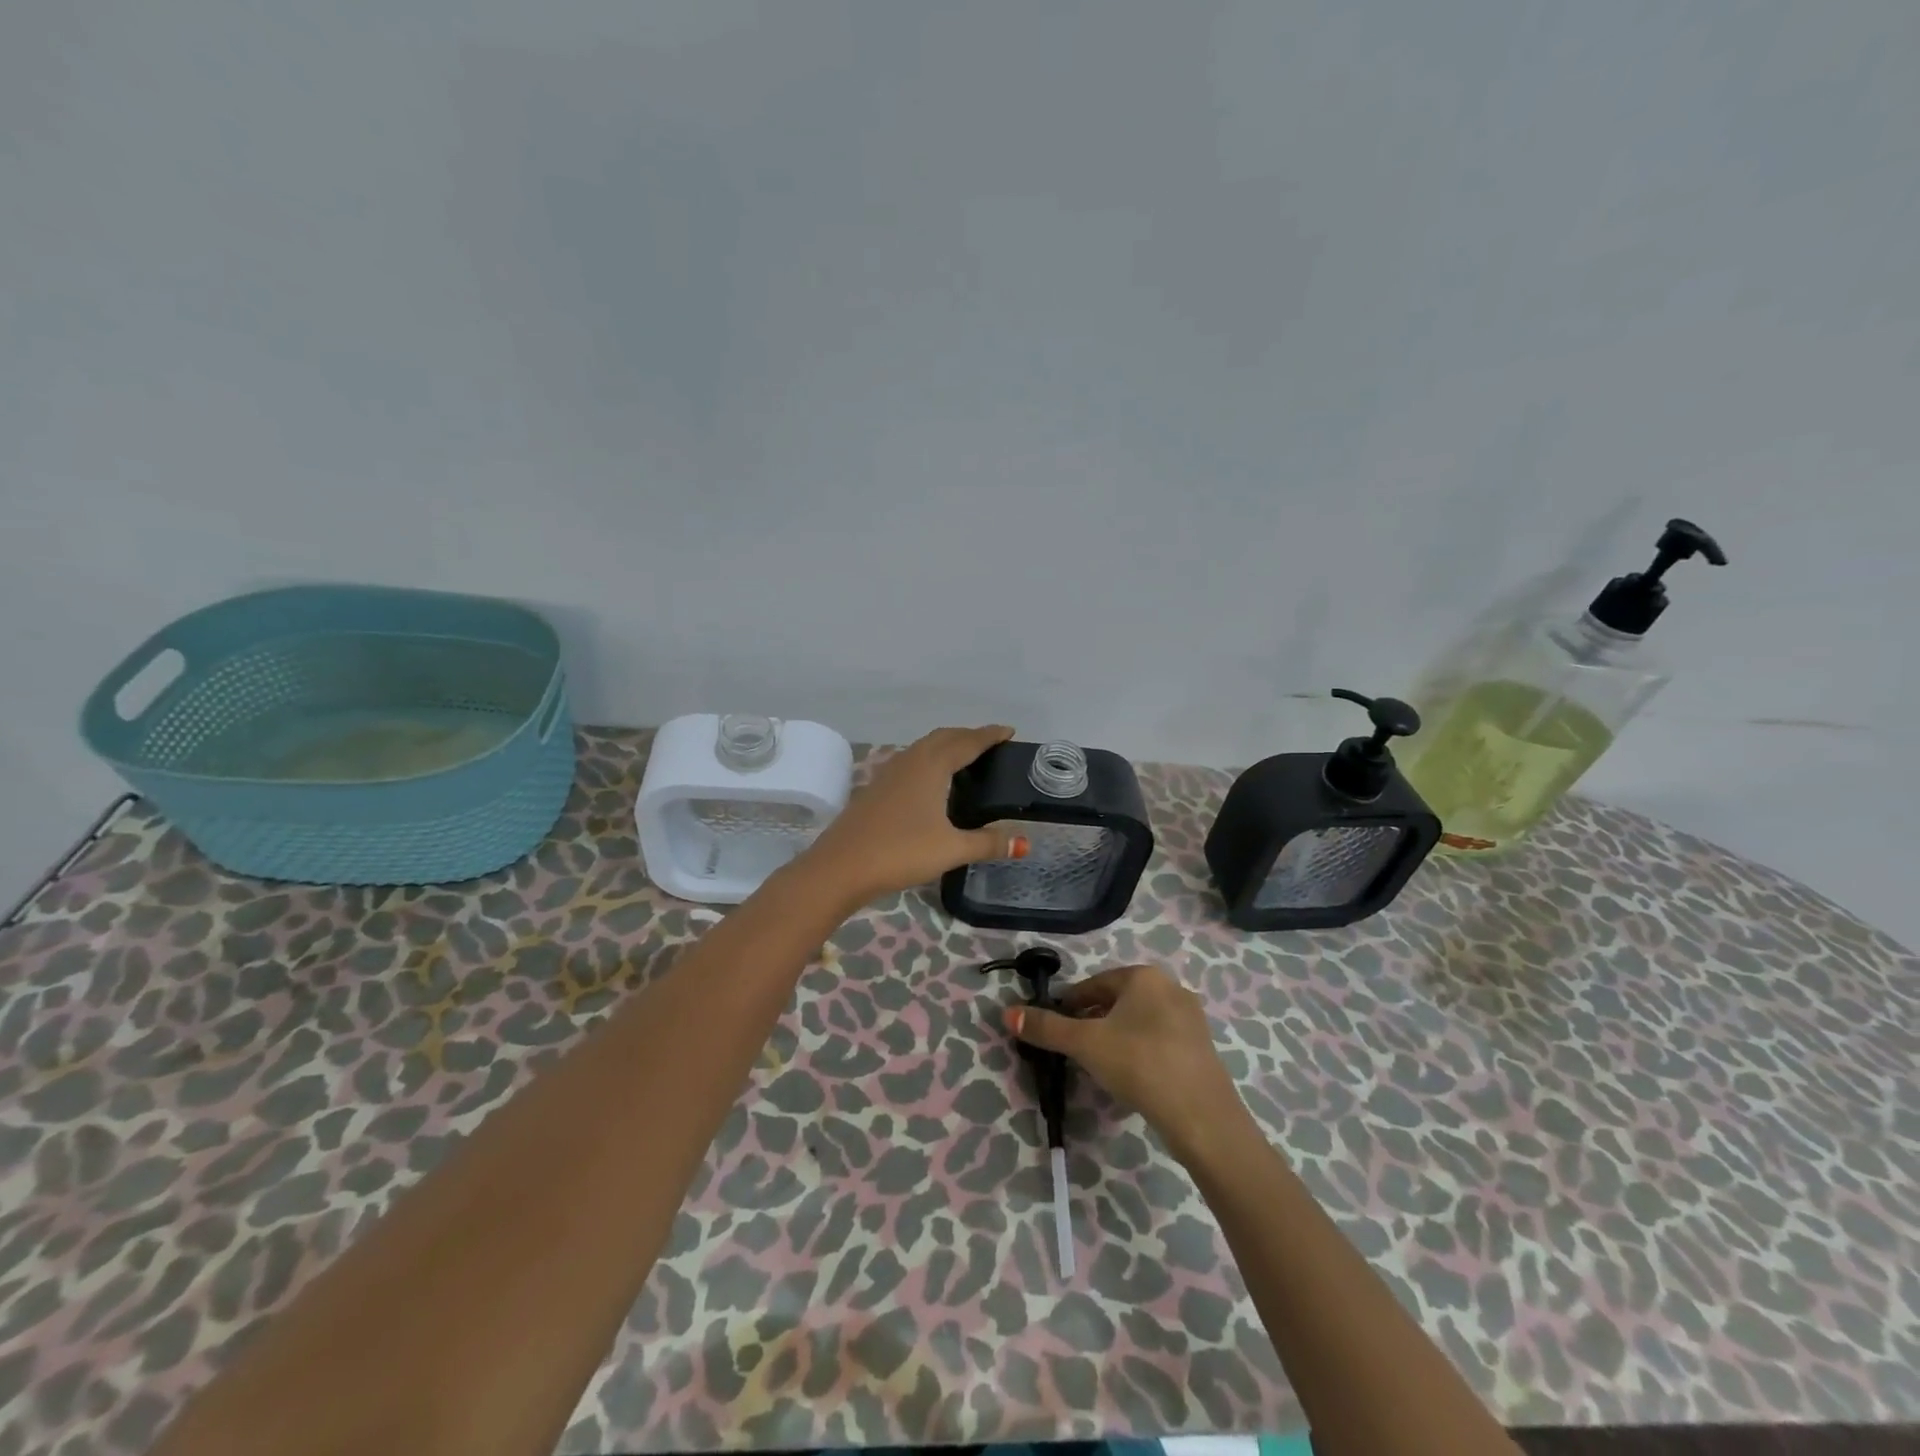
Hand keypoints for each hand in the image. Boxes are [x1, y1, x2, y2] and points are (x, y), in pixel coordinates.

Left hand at [804, 725, 1021, 904]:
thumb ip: (988, 843)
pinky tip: (931, 783)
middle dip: (968, 736)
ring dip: (946, 746)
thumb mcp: (951, 849)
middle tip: (991, 745)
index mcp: (932, 766)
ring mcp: (889, 773)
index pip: (967, 742)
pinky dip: (929, 761)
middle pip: (944, 738)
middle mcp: (910, 761)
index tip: (1009, 731)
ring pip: (923, 748)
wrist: (841, 867)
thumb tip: (1024, 842)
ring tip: (965, 760)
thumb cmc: (901, 852)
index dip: (989, 735)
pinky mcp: (876, 789)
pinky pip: (910, 762)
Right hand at [1006, 963, 1247, 1163]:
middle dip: (1092, 1021)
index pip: (1094, 984)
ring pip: (1138, 1021)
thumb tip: (1007, 1013)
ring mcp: (1191, 1019)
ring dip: (1115, 1037)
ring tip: (1097, 1064)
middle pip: (1117, 1001)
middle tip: (1072, 1048)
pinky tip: (1130, 1078)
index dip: (1069, 1005)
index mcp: (1144, 976)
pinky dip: (1139, 1052)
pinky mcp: (1201, 1049)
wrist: (1203, 1117)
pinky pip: (1159, 1041)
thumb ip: (1047, 1028)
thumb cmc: (1140, 1064)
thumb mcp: (1086, 1044)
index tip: (1053, 1027)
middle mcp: (1170, 988)